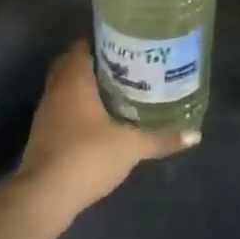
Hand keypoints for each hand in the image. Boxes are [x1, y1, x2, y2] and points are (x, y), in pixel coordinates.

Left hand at [14, 42, 196, 220]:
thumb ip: (161, 139)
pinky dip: (78, 106)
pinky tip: (100, 118)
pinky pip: (62, 108)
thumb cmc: (87, 156)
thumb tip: (195, 135)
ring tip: (118, 88)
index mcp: (73, 79)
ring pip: (66, 87)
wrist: (44, 196)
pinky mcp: (44, 134)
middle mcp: (56, 89)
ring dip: (86, 86)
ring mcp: (46, 112)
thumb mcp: (130, 147)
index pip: (83, 46)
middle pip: (72, 64)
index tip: (126, 44)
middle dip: (96, 63)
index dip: (103, 41)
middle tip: (126, 65)